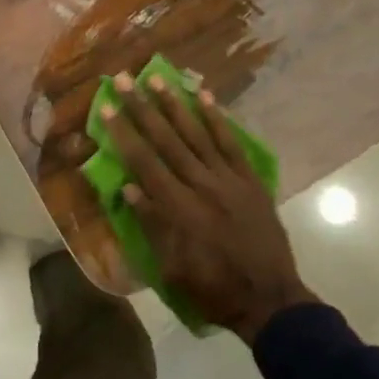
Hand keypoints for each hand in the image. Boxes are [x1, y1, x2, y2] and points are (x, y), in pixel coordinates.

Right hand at [99, 72, 315, 341]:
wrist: (270, 300)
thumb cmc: (213, 290)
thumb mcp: (172, 269)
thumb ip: (152, 226)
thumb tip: (129, 188)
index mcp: (178, 209)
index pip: (144, 162)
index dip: (124, 133)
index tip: (107, 107)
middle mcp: (202, 185)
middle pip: (167, 140)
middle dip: (143, 108)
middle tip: (125, 79)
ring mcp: (229, 180)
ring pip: (198, 134)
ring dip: (176, 104)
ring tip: (157, 78)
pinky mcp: (251, 181)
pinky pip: (232, 144)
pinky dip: (218, 119)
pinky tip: (205, 97)